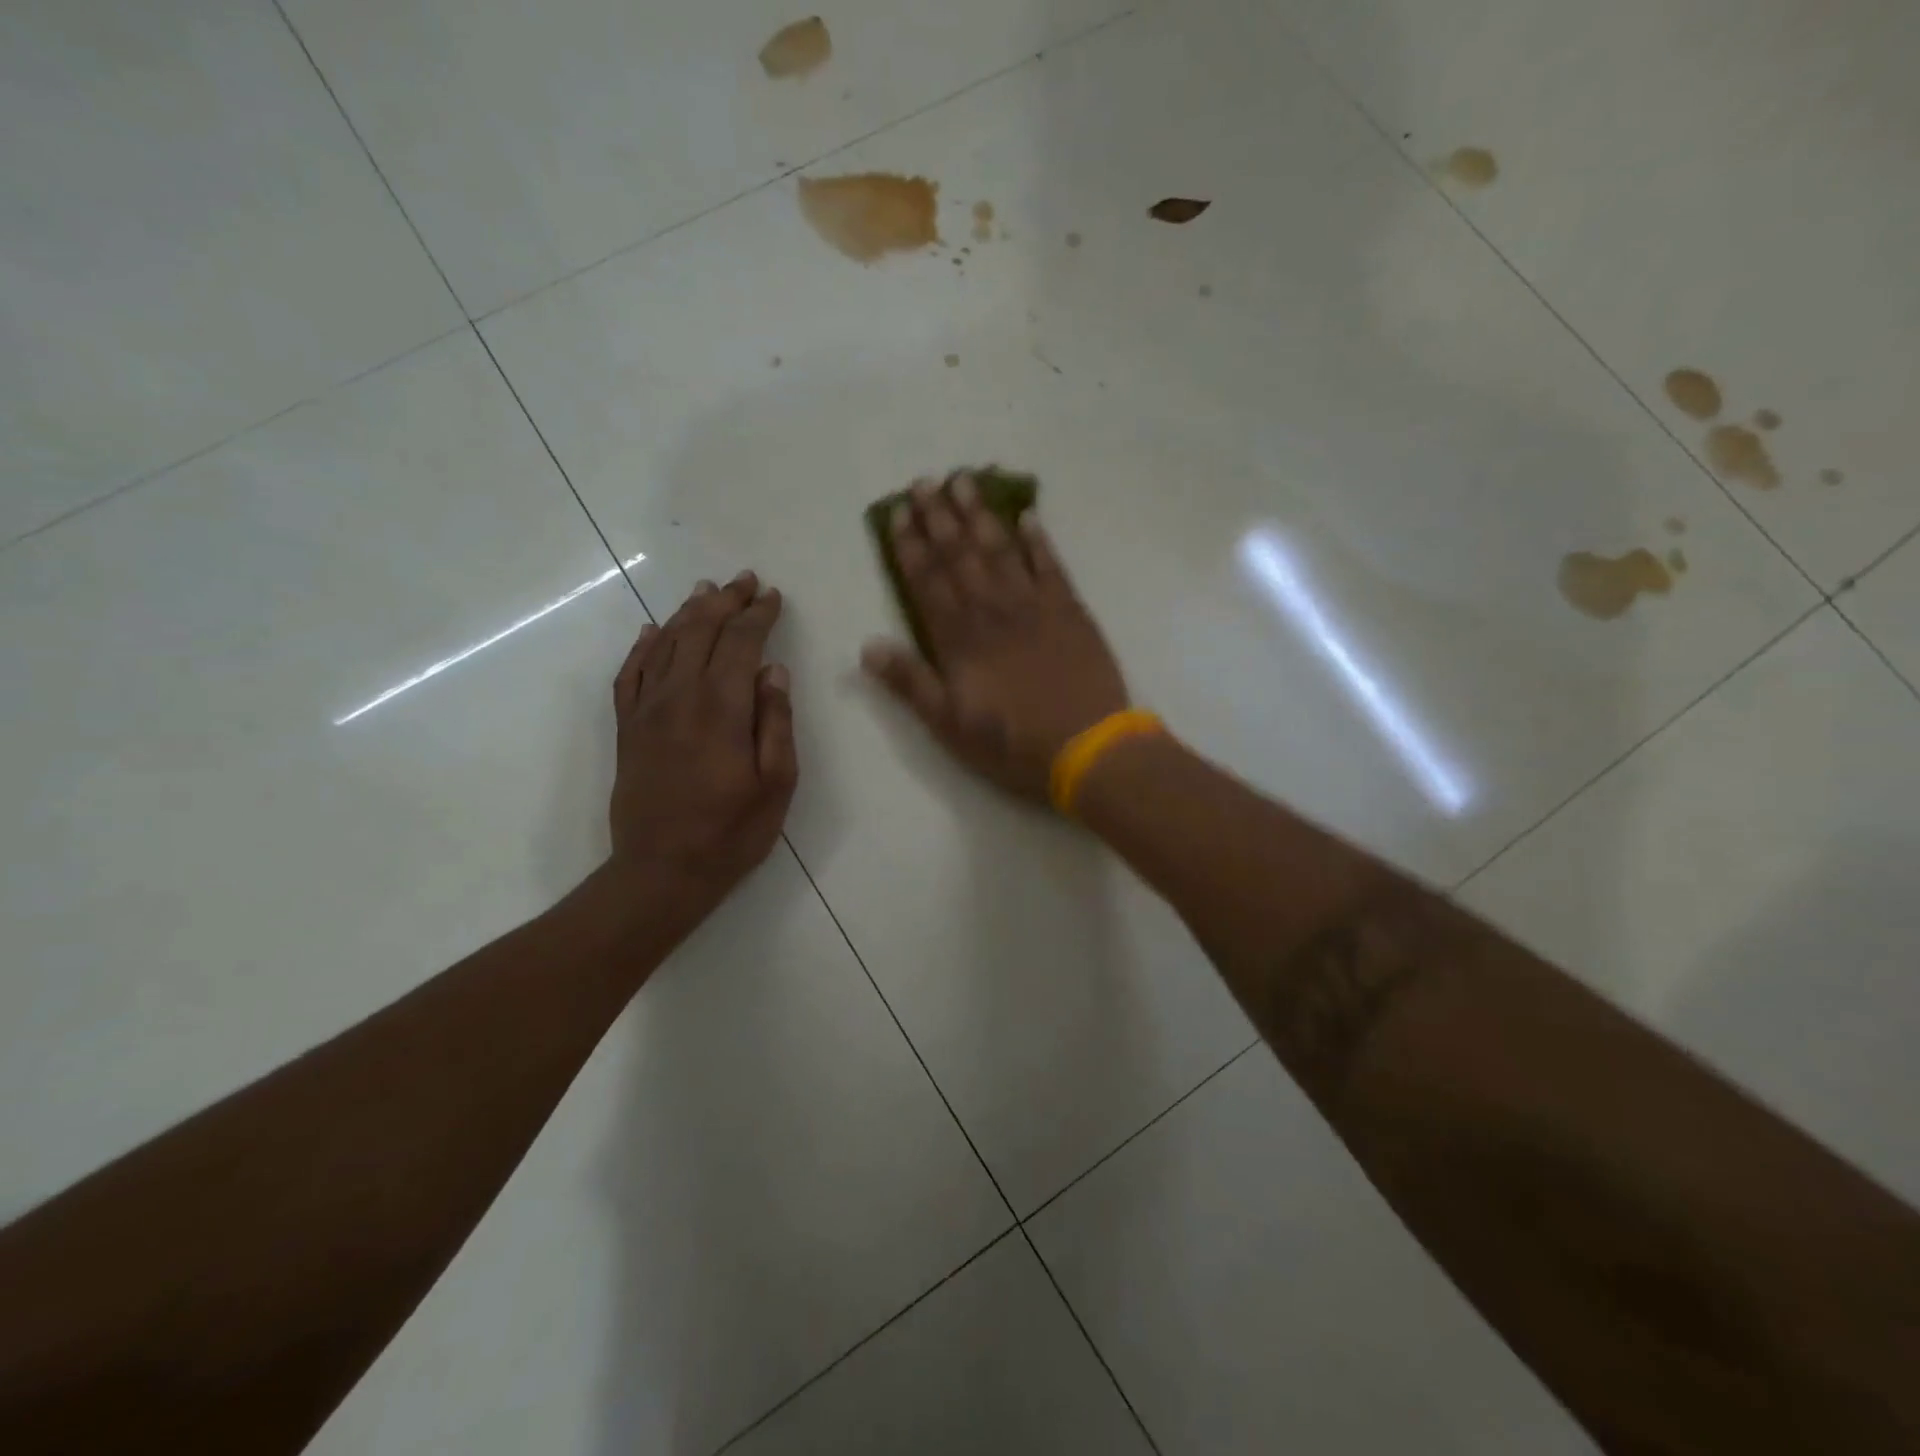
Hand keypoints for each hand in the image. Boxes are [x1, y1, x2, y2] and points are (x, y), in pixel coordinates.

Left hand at [609, 571, 796, 925]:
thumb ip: (775, 722)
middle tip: (744, 580)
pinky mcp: (628, 728)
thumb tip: (773, 670)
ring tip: (706, 591)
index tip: (772, 595)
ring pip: (665, 644)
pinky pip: (630, 673)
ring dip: (688, 613)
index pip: (740, 643)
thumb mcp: (777, 783)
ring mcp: (647, 711)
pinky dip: (643, 646)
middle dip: (725, 601)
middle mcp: (679, 697)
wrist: (661, 871)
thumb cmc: (731, 832)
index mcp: (721, 708)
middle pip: (701, 632)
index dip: (757, 615)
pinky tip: (652, 630)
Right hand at [861, 474, 1128, 801]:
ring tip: (964, 481)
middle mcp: (992, 610)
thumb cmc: (1012, 743)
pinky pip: (1051, 564)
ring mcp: (1034, 605)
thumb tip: (867, 647)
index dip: (910, 546)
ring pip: (1000, 549)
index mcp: (959, 638)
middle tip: (925, 481)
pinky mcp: (1070, 610)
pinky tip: (1028, 516)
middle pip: (960, 554)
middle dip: (939, 517)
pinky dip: (1038, 539)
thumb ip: (910, 682)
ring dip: (980, 514)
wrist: (1086, 746)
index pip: (927, 581)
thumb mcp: (949, 725)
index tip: (898, 513)